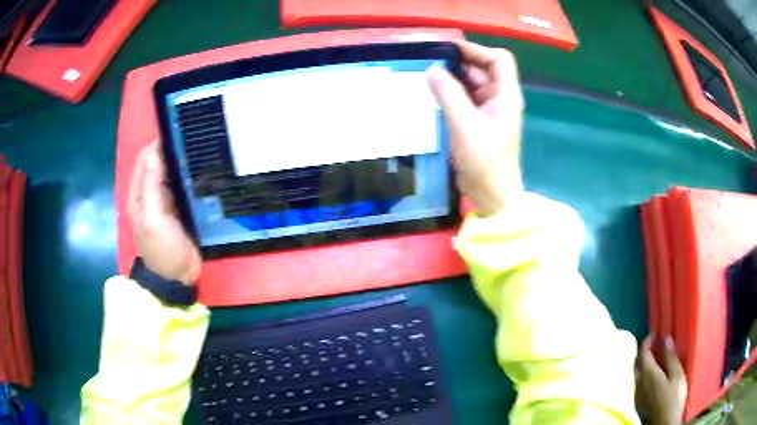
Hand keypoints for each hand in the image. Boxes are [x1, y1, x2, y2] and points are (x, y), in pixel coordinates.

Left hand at [128, 142, 201, 284]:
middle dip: (173, 148)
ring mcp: (166, 200)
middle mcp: (151, 192)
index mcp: (139, 193)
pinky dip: (191, 175)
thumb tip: (154, 152)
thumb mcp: (152, 219)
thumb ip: (151, 186)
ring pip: (173, 172)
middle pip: (159, 162)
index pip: (145, 158)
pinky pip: (184, 185)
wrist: (177, 277)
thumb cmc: (161, 249)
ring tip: (204, 146)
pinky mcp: (180, 208)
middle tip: (196, 136)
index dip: (158, 143)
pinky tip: (205, 168)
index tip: (178, 130)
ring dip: (183, 161)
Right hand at [427, 40, 524, 216]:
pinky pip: (466, 99)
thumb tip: (432, 69)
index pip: (499, 60)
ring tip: (427, 76)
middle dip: (459, 63)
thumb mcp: (465, 125)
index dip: (477, 50)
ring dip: (453, 78)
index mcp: (506, 95)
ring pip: (472, 84)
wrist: (492, 195)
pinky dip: (451, 93)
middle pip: (483, 69)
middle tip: (430, 62)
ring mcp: (490, 110)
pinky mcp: (479, 121)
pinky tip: (433, 94)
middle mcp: (500, 98)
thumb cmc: (485, 161)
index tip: (449, 50)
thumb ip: (448, 94)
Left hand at [637, 335, 687, 424]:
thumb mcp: (677, 374)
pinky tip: (651, 375)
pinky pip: (637, 384)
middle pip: (636, 364)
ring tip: (654, 358)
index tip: (654, 334)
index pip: (643, 353)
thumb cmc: (674, 397)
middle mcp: (639, 383)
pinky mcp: (639, 402)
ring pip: (635, 375)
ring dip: (642, 365)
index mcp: (648, 374)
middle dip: (643, 353)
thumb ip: (671, 357)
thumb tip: (666, 338)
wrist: (665, 421)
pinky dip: (642, 375)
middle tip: (654, 345)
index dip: (647, 342)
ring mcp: (637, 394)